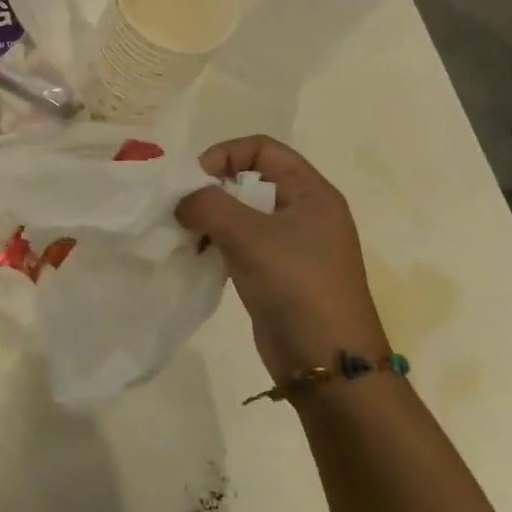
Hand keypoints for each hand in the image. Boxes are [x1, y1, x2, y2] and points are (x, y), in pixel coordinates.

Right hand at [176, 136, 387, 382]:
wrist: (328, 363)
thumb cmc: (295, 285)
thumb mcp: (248, 235)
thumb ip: (208, 205)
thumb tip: (183, 201)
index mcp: (311, 192)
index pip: (263, 148)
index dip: (225, 154)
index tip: (195, 180)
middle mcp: (305, 211)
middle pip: (251, 179)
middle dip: (213, 189)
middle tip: (184, 208)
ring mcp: (294, 245)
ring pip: (243, 214)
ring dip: (212, 218)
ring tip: (187, 236)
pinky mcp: (280, 273)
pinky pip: (243, 243)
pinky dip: (218, 243)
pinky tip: (199, 257)